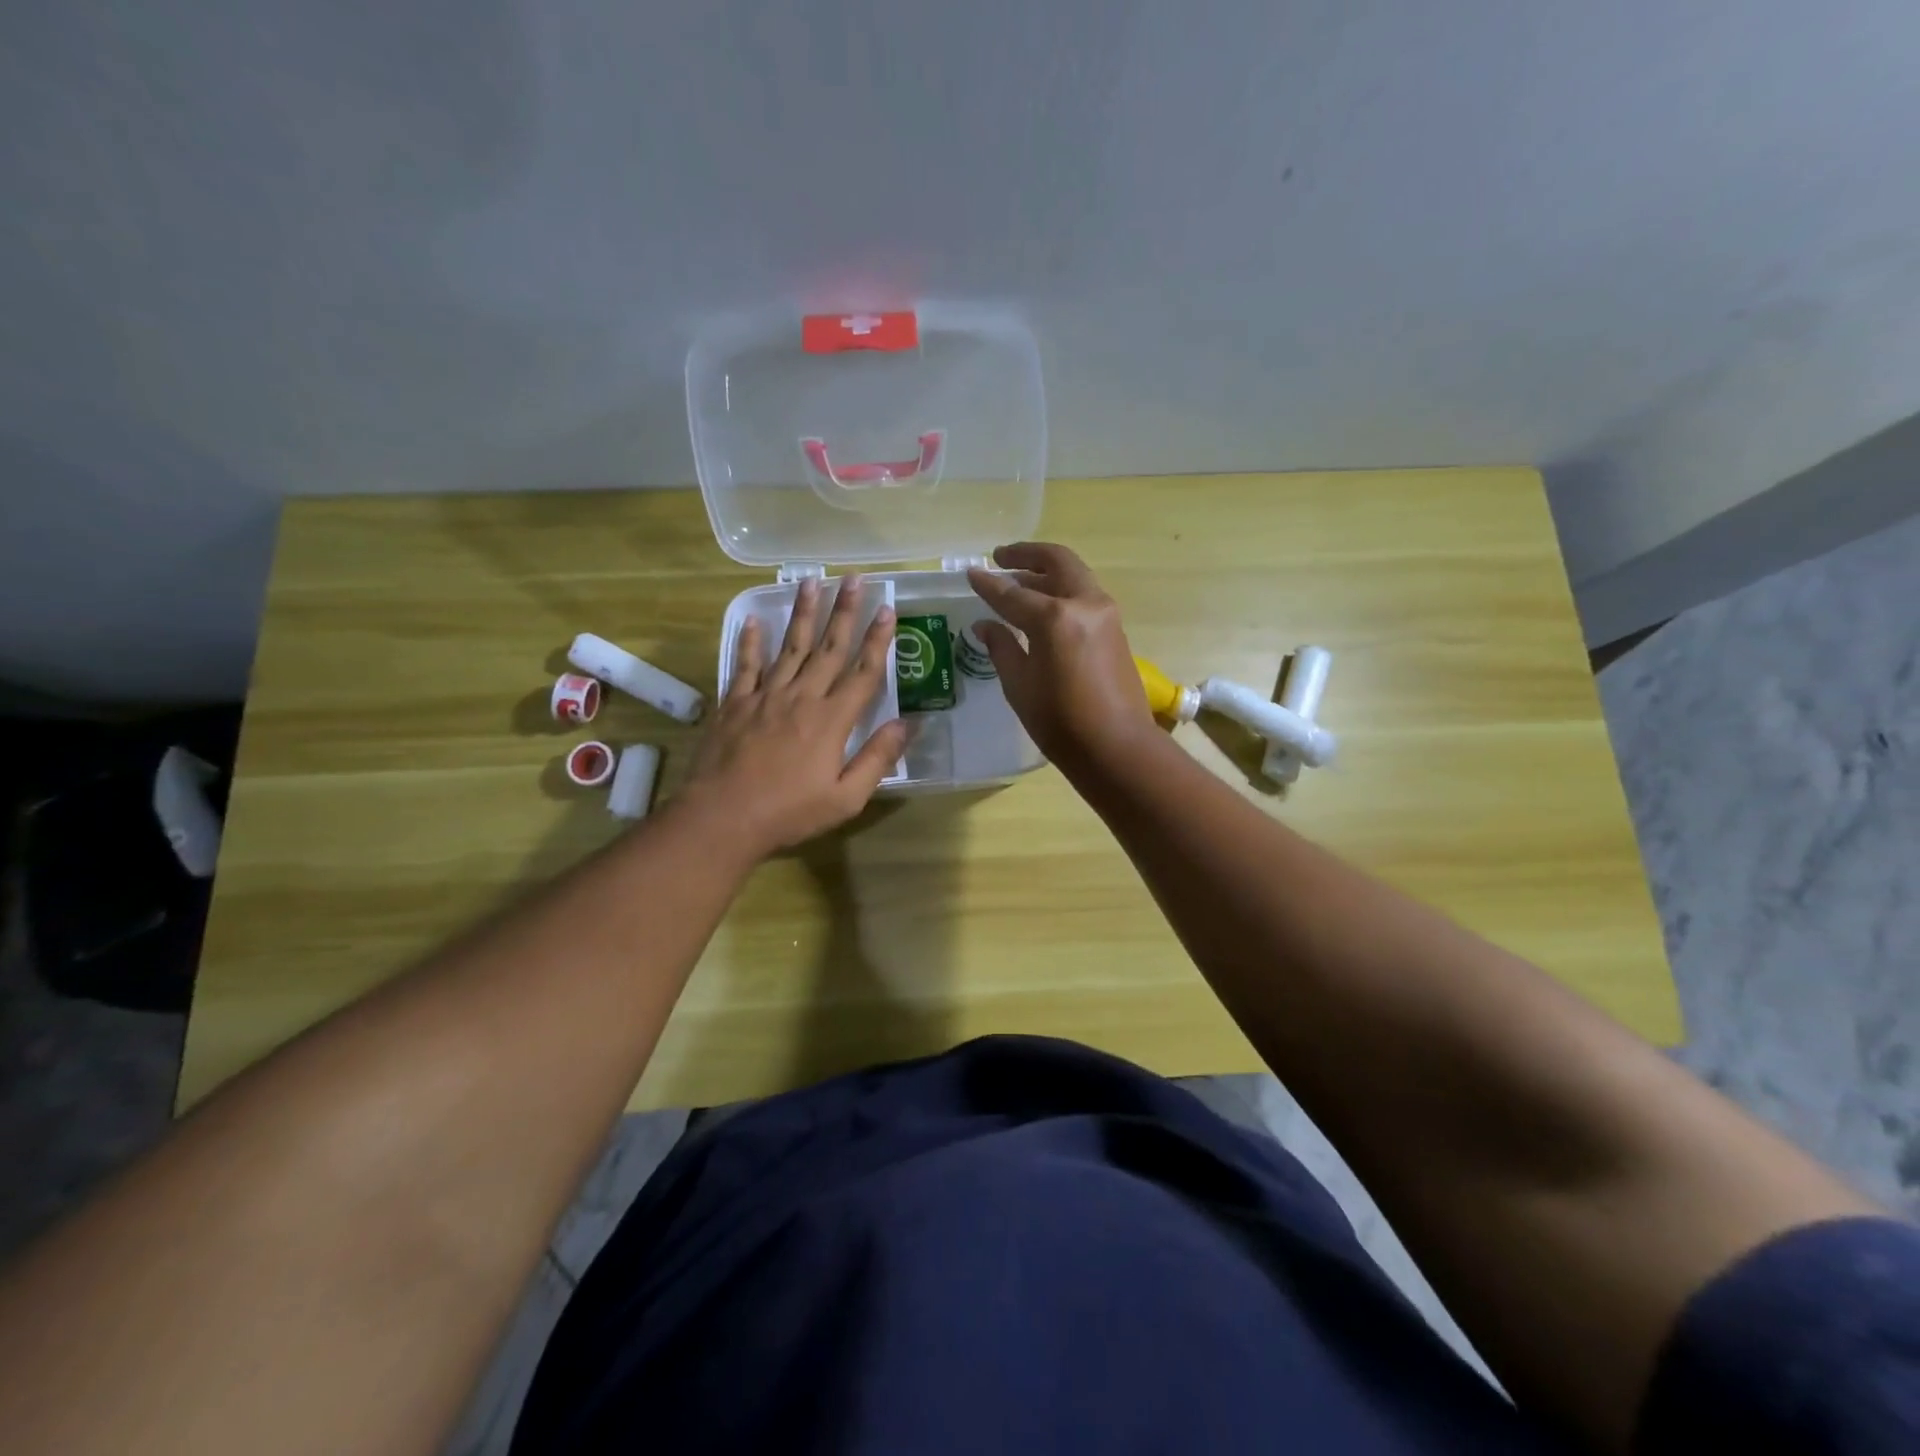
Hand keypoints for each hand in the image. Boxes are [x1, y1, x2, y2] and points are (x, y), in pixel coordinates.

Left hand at [679, 575, 907, 857]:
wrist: (722, 818)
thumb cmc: (789, 813)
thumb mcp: (846, 798)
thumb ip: (877, 758)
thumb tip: (907, 724)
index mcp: (832, 720)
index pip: (863, 672)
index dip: (878, 640)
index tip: (888, 609)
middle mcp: (802, 697)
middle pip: (828, 648)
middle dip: (845, 611)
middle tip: (854, 578)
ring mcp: (765, 696)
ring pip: (790, 646)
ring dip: (803, 613)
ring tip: (812, 582)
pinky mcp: (735, 703)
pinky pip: (745, 665)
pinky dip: (750, 642)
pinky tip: (754, 620)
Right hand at [966, 543, 1159, 771]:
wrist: (1117, 747)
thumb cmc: (1060, 722)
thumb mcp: (1020, 685)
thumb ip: (1001, 647)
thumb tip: (986, 625)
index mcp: (1055, 618)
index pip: (1013, 593)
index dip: (988, 584)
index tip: (970, 573)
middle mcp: (1084, 604)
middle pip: (1056, 562)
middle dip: (1026, 556)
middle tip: (1001, 558)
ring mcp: (1105, 614)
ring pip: (1073, 576)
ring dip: (1046, 573)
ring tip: (1018, 582)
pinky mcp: (1115, 628)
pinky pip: (1083, 595)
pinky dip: (1061, 591)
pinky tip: (1041, 607)